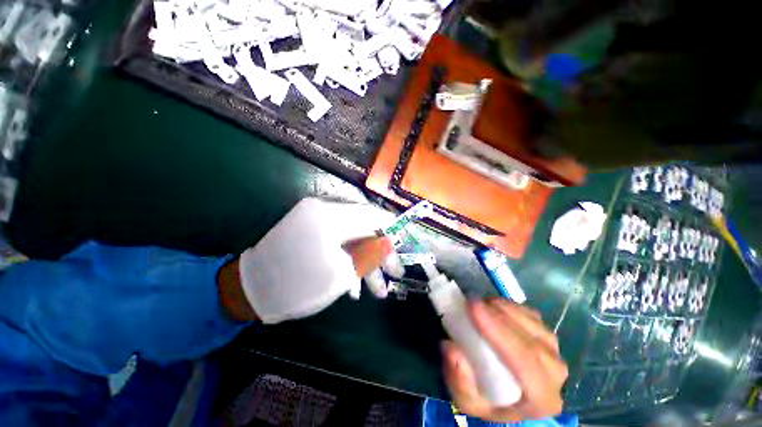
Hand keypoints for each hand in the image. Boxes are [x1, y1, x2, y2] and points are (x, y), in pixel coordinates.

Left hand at [232, 198, 402, 323]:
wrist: (251, 291)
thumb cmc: (298, 284)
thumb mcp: (341, 272)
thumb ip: (370, 253)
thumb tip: (390, 241)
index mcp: (331, 215)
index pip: (372, 214)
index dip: (393, 226)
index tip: (407, 240)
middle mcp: (324, 211)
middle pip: (365, 228)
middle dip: (382, 252)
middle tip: (396, 274)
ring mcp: (317, 221)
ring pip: (353, 238)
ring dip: (367, 262)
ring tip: (378, 291)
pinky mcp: (312, 232)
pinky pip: (339, 243)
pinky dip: (349, 261)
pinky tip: (355, 287)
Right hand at [441, 299, 567, 421]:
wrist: (506, 397)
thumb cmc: (486, 399)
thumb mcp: (466, 400)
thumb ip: (459, 380)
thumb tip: (450, 347)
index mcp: (541, 399)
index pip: (526, 363)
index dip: (499, 332)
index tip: (473, 309)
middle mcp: (555, 375)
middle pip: (532, 340)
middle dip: (500, 317)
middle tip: (472, 301)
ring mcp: (554, 352)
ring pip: (533, 323)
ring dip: (504, 308)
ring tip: (480, 303)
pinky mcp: (547, 335)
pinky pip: (531, 315)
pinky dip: (510, 306)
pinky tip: (493, 305)